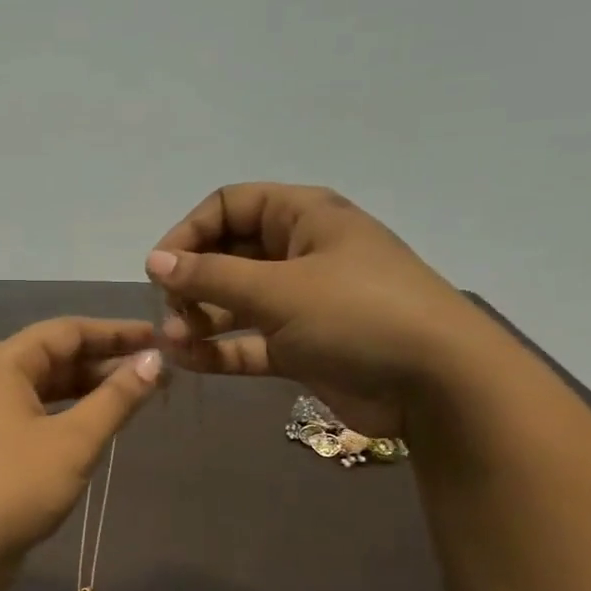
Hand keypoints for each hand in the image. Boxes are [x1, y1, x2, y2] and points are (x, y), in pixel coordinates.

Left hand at [0, 318, 163, 578]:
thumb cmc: (16, 485)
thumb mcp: (75, 440)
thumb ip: (116, 398)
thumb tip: (154, 362)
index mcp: (5, 363)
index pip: (67, 331)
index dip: (115, 332)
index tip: (157, 338)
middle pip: (56, 356)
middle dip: (106, 361)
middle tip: (155, 370)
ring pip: (48, 387)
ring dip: (90, 388)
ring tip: (137, 394)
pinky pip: (38, 413)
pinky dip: (71, 413)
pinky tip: (100, 423)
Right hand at [144, 183, 500, 435]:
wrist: (437, 384)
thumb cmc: (358, 315)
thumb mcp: (279, 289)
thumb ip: (211, 275)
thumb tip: (154, 261)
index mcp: (304, 218)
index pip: (231, 205)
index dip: (190, 231)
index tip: (161, 267)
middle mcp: (300, 253)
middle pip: (228, 254)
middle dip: (193, 280)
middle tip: (171, 310)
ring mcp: (302, 303)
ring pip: (235, 302)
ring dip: (200, 318)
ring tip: (173, 340)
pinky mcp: (302, 347)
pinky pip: (249, 342)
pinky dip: (219, 350)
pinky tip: (188, 361)